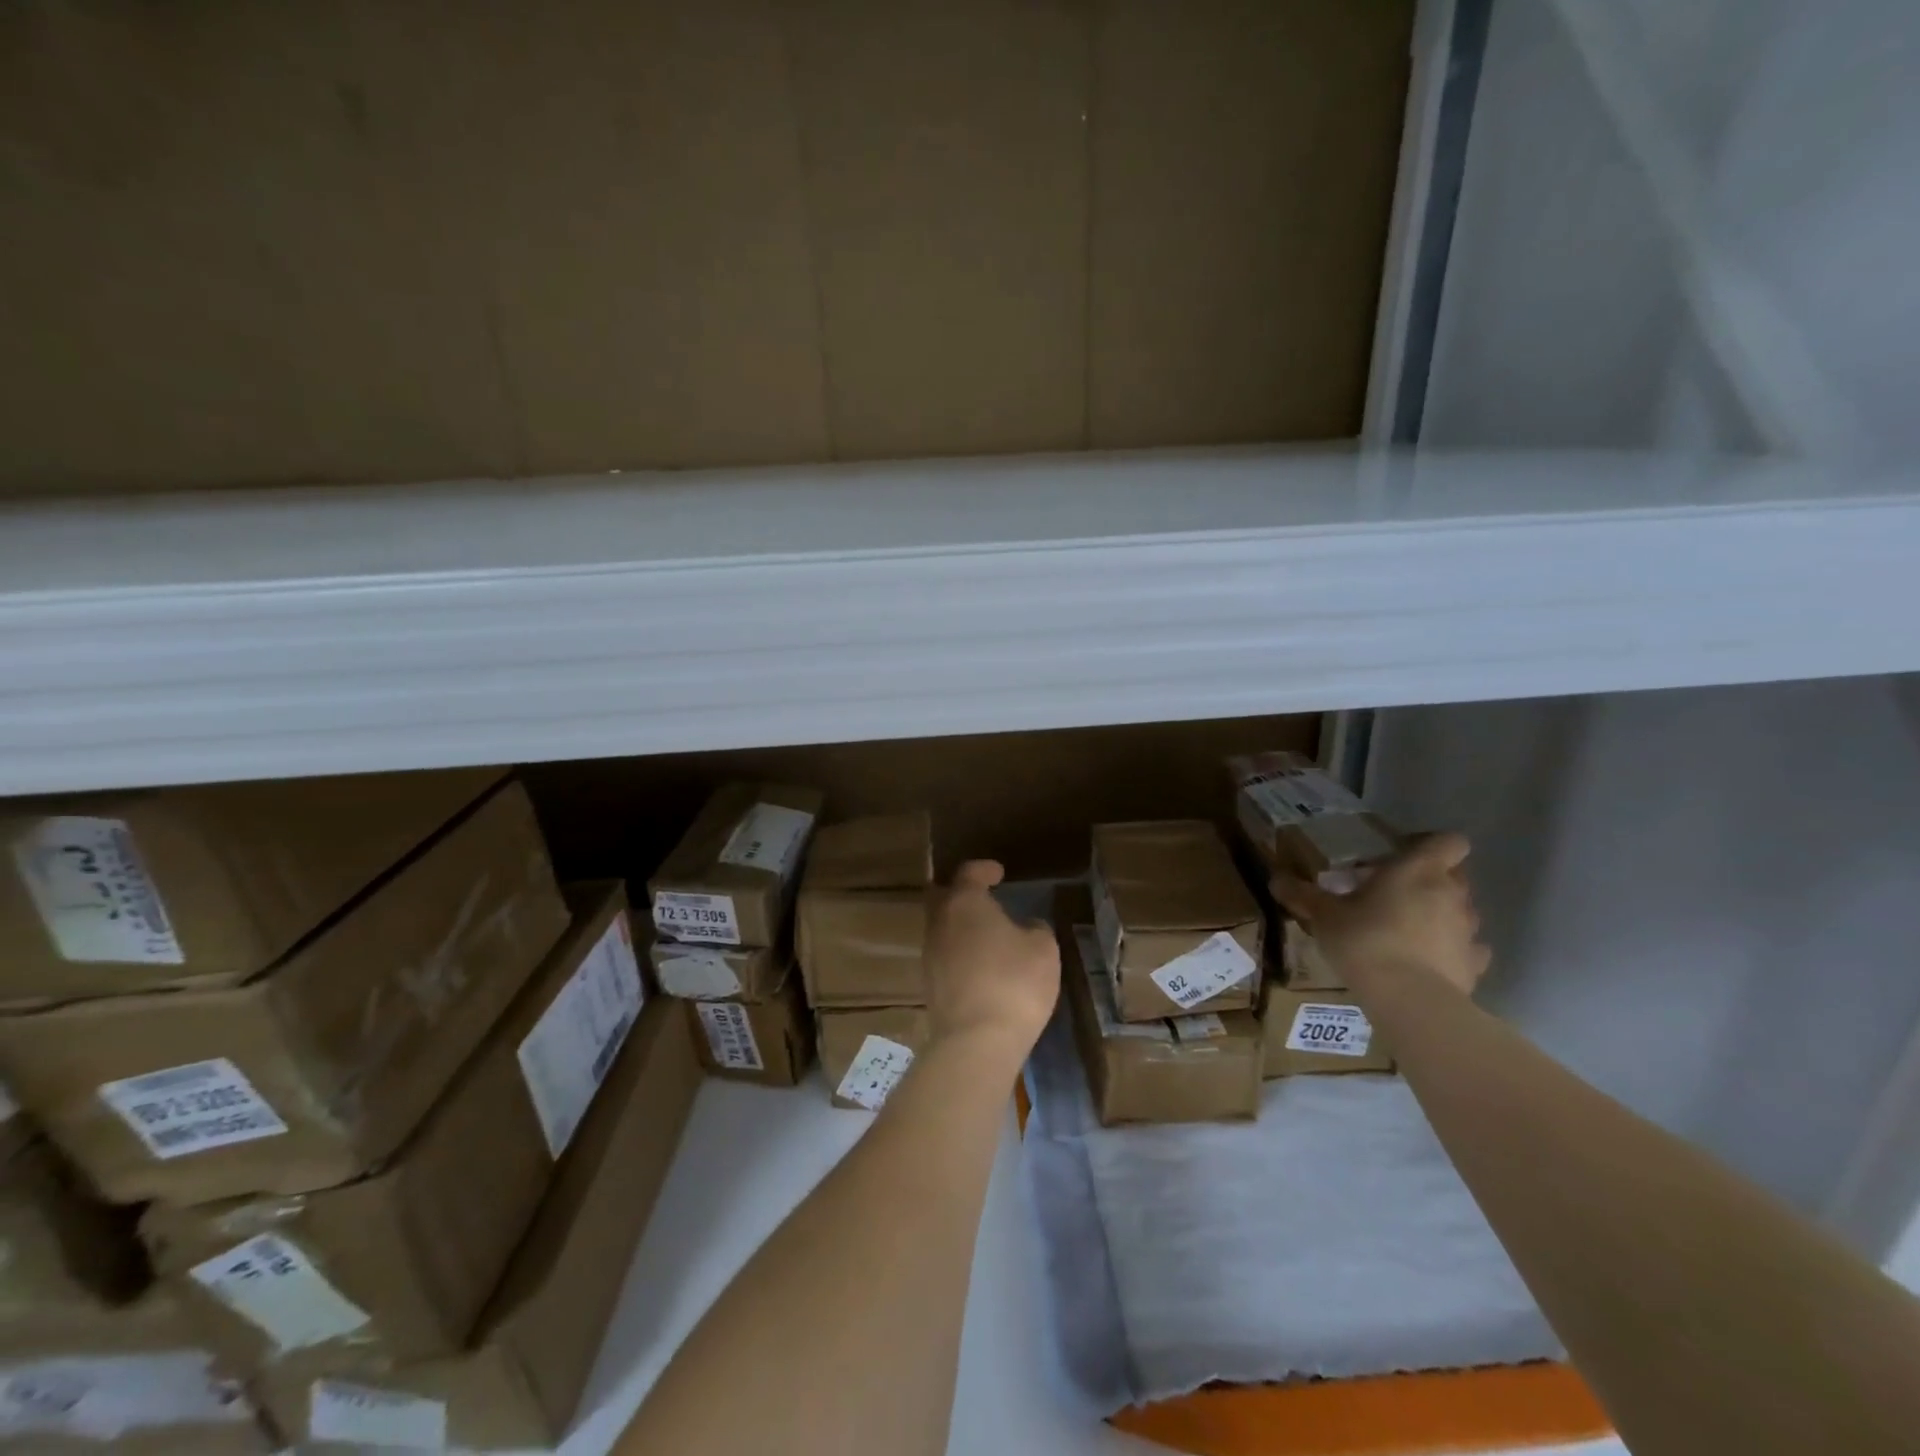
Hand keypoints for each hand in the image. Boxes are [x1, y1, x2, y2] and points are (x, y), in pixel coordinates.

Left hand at [923, 861, 1060, 1063]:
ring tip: (985, 933)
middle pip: (943, 897)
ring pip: (941, 927)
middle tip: (982, 896)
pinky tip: (979, 963)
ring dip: (960, 925)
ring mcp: (930, 954)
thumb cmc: (1014, 983)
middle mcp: (940, 922)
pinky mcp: (929, 985)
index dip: (984, 869)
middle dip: (960, 893)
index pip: (969, 872)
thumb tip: (1026, 926)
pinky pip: (944, 955)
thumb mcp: (1043, 949)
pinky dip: (959, 951)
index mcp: (964, 902)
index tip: (998, 872)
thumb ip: (1035, 928)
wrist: (976, 1042)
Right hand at [1270, 833, 1490, 994]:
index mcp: (1418, 870)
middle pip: (1456, 875)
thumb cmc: (1365, 940)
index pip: (1449, 841)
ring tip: (1408, 929)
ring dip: (1441, 914)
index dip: (1431, 845)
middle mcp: (1452, 893)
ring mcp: (1469, 930)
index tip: (1402, 856)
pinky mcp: (1474, 964)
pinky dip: (1452, 949)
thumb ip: (1302, 894)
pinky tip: (1428, 959)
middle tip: (1394, 893)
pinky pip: (1468, 948)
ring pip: (1462, 910)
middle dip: (1431, 880)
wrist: (1408, 999)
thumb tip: (1274, 878)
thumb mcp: (1324, 915)